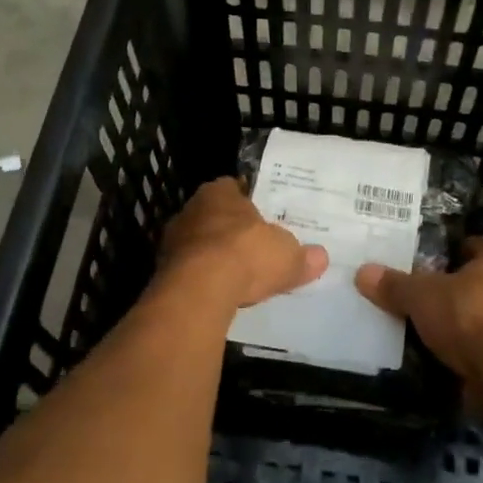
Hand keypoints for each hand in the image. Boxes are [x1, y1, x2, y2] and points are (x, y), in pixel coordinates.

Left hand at [156, 177, 328, 309]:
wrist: (199, 289)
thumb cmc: (246, 255)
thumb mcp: (287, 256)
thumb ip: (302, 256)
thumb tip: (320, 257)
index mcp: (219, 192)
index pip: (233, 188)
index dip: (249, 202)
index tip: (262, 218)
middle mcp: (191, 209)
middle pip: (214, 216)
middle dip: (230, 230)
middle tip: (251, 247)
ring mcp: (172, 240)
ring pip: (198, 243)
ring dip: (213, 256)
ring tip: (236, 275)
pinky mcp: (163, 270)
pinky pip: (188, 270)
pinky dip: (201, 279)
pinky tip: (218, 293)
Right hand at [355, 237, 482, 383]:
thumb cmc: (469, 316)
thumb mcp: (421, 296)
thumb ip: (395, 285)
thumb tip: (362, 272)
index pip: (474, 246)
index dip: (449, 254)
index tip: (425, 266)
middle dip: (459, 290)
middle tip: (426, 298)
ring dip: (470, 322)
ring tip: (436, 331)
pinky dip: (478, 350)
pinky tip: (453, 357)